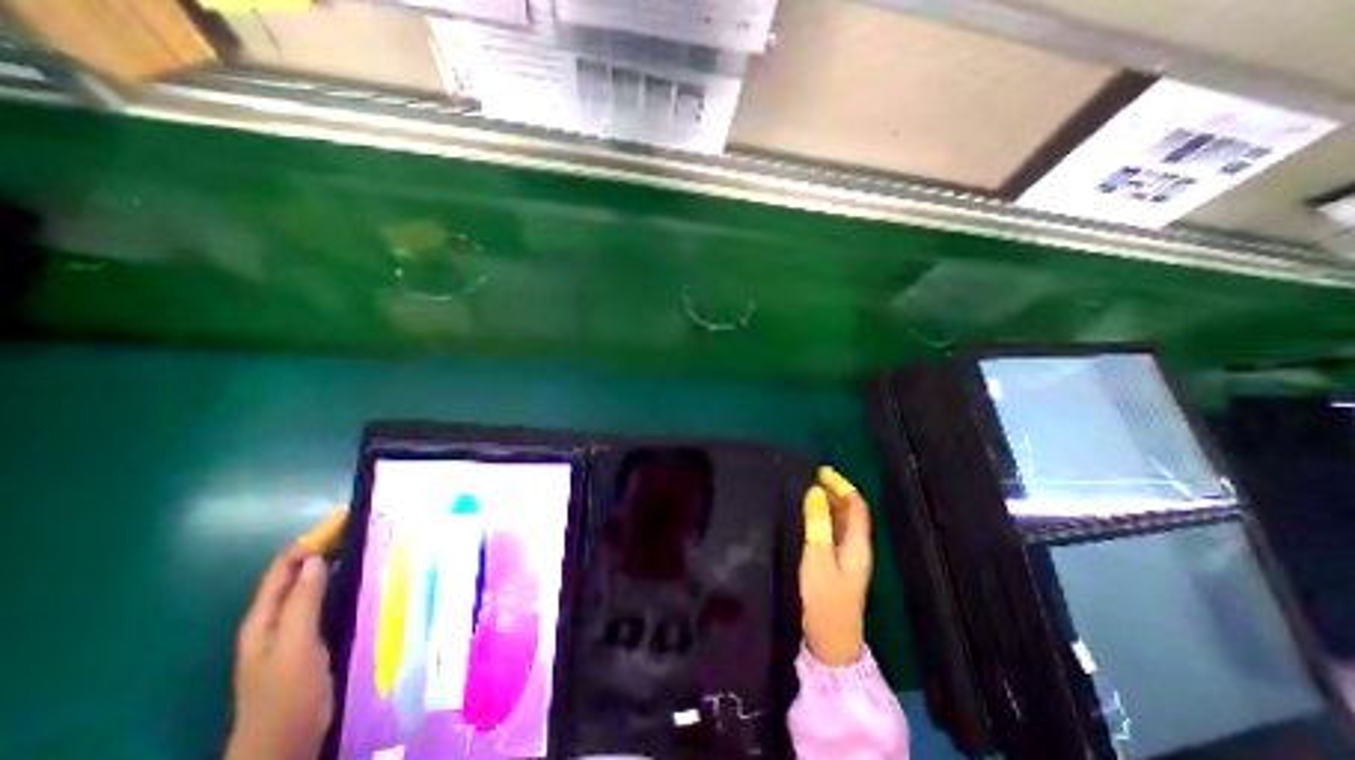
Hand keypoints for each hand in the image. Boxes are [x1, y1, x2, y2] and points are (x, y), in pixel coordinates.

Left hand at [223, 512, 345, 759]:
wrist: (285, 742)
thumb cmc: (286, 692)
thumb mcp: (294, 645)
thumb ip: (301, 603)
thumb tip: (315, 559)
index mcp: (264, 618)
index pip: (283, 567)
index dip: (310, 540)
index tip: (345, 519)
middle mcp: (276, 618)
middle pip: (299, 573)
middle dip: (326, 546)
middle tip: (365, 526)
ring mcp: (295, 629)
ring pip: (315, 585)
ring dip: (337, 562)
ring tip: (371, 544)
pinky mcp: (314, 638)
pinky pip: (327, 599)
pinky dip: (343, 581)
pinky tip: (366, 578)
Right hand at [797, 466, 873, 668]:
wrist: (831, 639)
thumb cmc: (825, 596)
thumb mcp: (817, 556)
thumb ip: (817, 523)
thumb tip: (815, 492)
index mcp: (858, 543)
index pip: (856, 506)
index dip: (843, 486)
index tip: (823, 472)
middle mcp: (857, 547)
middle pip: (851, 513)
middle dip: (836, 492)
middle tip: (813, 478)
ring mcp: (848, 557)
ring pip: (843, 522)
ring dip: (830, 504)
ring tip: (810, 491)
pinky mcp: (837, 565)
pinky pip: (834, 532)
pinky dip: (825, 518)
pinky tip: (811, 517)